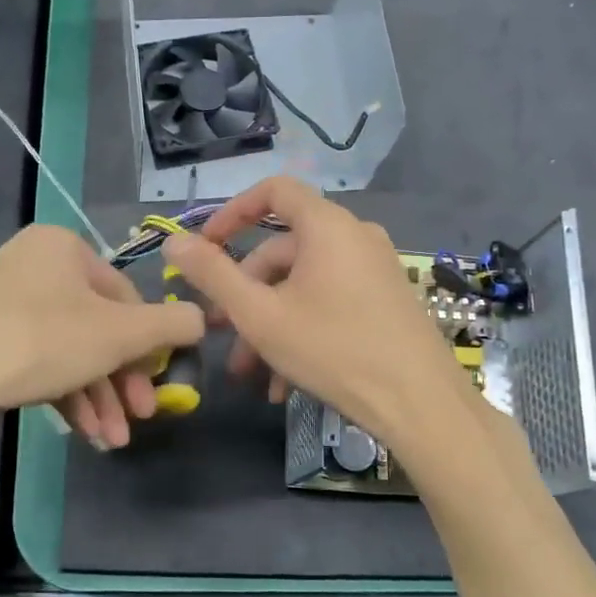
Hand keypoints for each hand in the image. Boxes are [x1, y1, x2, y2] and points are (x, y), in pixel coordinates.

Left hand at [0, 224, 204, 447]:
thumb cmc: (42, 342)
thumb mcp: (120, 335)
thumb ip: (170, 325)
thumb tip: (202, 318)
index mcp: (61, 247)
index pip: (124, 295)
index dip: (147, 344)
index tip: (157, 386)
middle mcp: (31, 266)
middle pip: (96, 327)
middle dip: (120, 382)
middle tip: (139, 419)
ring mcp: (3, 304)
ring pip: (69, 351)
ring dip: (97, 398)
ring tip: (111, 441)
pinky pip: (38, 362)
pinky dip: (65, 396)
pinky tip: (82, 434)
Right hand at [161, 178, 463, 447]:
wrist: (420, 404)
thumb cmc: (333, 350)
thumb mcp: (261, 315)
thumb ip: (213, 275)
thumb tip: (174, 241)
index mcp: (327, 226)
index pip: (273, 191)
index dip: (232, 213)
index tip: (205, 249)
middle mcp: (354, 237)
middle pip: (284, 250)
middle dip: (245, 293)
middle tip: (221, 332)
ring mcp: (374, 269)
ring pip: (304, 285)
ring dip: (269, 322)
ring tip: (249, 372)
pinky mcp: (385, 300)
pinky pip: (330, 302)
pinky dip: (301, 330)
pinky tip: (283, 383)